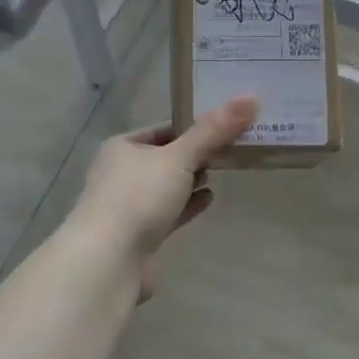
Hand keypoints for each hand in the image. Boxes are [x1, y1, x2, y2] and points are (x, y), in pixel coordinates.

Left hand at [67, 97, 258, 296]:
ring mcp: (129, 205)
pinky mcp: (139, 234)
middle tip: (231, 149)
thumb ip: (214, 131)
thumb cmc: (139, 198)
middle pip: (166, 157)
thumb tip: (250, 98)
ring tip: (222, 172)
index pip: (164, 128)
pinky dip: (188, 205)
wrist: (108, 260)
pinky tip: (209, 200)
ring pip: (166, 186)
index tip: (227, 126)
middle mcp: (122, 173)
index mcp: (123, 147)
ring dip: (191, 180)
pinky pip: (169, 212)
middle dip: (195, 154)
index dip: (193, 126)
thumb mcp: (179, 158)